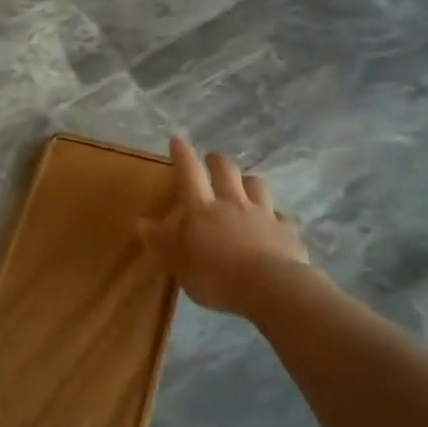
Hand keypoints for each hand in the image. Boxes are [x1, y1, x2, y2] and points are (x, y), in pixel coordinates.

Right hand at [140, 135, 310, 315]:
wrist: (270, 288)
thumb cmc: (215, 277)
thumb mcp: (178, 264)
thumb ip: (161, 242)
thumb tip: (142, 222)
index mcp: (202, 209)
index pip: (189, 174)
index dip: (182, 155)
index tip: (177, 138)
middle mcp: (233, 203)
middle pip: (226, 171)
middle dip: (217, 161)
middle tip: (211, 160)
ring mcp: (263, 214)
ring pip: (257, 185)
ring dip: (248, 182)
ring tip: (244, 185)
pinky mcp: (286, 230)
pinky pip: (280, 216)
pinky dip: (274, 216)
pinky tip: (273, 223)